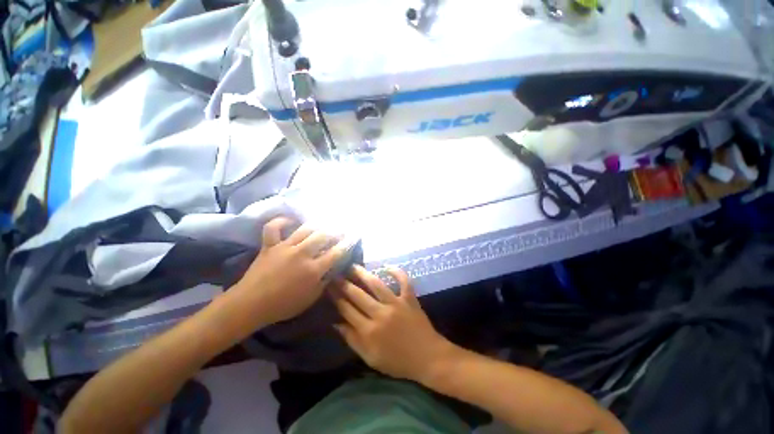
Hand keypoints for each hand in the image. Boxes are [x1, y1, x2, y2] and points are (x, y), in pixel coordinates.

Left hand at [227, 217, 345, 329]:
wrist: (250, 305)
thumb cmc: (283, 305)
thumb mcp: (310, 299)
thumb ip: (324, 283)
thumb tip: (333, 270)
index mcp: (313, 269)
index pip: (336, 252)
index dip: (347, 244)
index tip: (353, 237)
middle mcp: (302, 254)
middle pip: (323, 235)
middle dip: (335, 231)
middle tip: (340, 230)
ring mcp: (285, 247)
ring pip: (305, 229)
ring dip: (317, 225)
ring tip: (323, 224)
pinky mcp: (270, 245)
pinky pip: (273, 228)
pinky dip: (281, 221)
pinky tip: (290, 220)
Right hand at [332, 266, 452, 382]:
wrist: (428, 357)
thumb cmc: (398, 361)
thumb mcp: (371, 358)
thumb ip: (353, 340)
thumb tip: (336, 324)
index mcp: (369, 331)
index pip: (347, 310)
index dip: (336, 298)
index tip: (328, 287)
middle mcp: (380, 313)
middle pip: (358, 295)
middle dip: (344, 284)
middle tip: (335, 274)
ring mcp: (396, 303)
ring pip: (376, 284)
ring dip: (363, 274)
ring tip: (353, 266)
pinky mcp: (409, 298)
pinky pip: (403, 281)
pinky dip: (397, 272)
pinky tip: (387, 266)